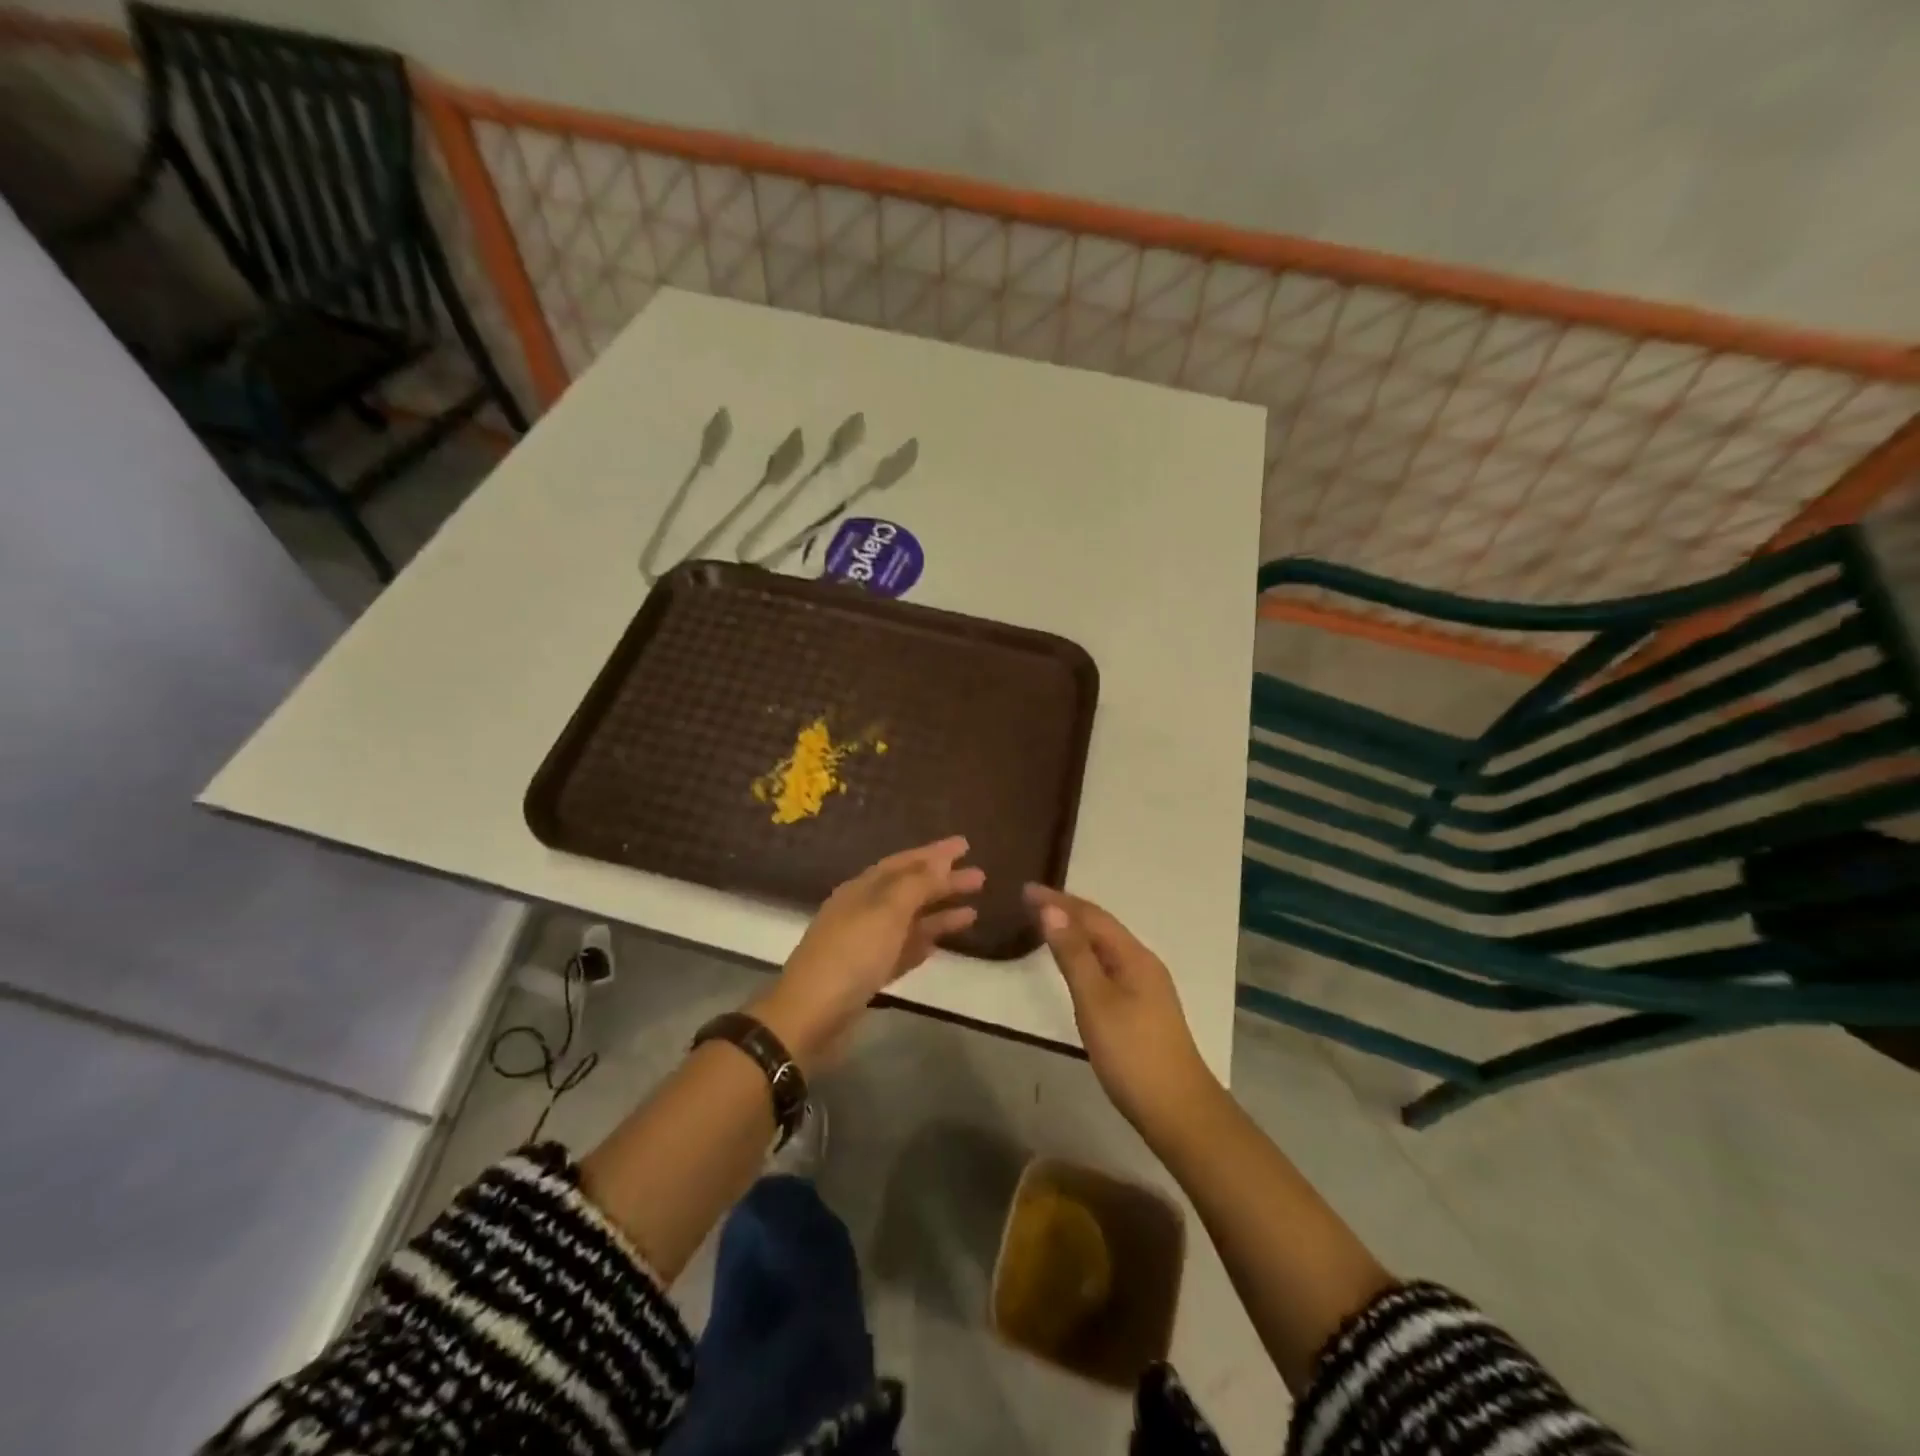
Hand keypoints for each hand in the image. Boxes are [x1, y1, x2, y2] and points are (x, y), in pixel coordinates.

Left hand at [751, 836, 983, 1069]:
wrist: (810, 1017)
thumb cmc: (850, 955)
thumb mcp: (886, 912)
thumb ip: (916, 885)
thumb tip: (939, 861)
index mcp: (862, 890)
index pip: (904, 863)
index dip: (934, 853)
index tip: (965, 845)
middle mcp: (863, 911)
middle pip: (909, 890)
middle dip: (943, 882)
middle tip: (980, 877)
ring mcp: (865, 944)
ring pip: (909, 921)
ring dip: (939, 914)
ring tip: (974, 911)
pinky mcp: (869, 975)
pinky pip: (903, 951)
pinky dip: (922, 943)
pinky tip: (941, 943)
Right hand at [1025, 884, 1215, 1130]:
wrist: (1178, 1111)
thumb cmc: (1132, 1054)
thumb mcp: (1096, 1002)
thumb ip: (1073, 955)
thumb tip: (1051, 909)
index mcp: (1134, 956)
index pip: (1091, 915)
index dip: (1058, 900)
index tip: (1025, 889)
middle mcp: (1143, 963)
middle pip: (1101, 927)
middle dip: (1066, 910)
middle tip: (1030, 902)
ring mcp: (1146, 987)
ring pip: (1105, 946)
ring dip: (1076, 931)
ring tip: (1046, 924)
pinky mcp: (1142, 1008)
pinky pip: (1108, 964)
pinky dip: (1085, 954)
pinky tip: (1075, 964)